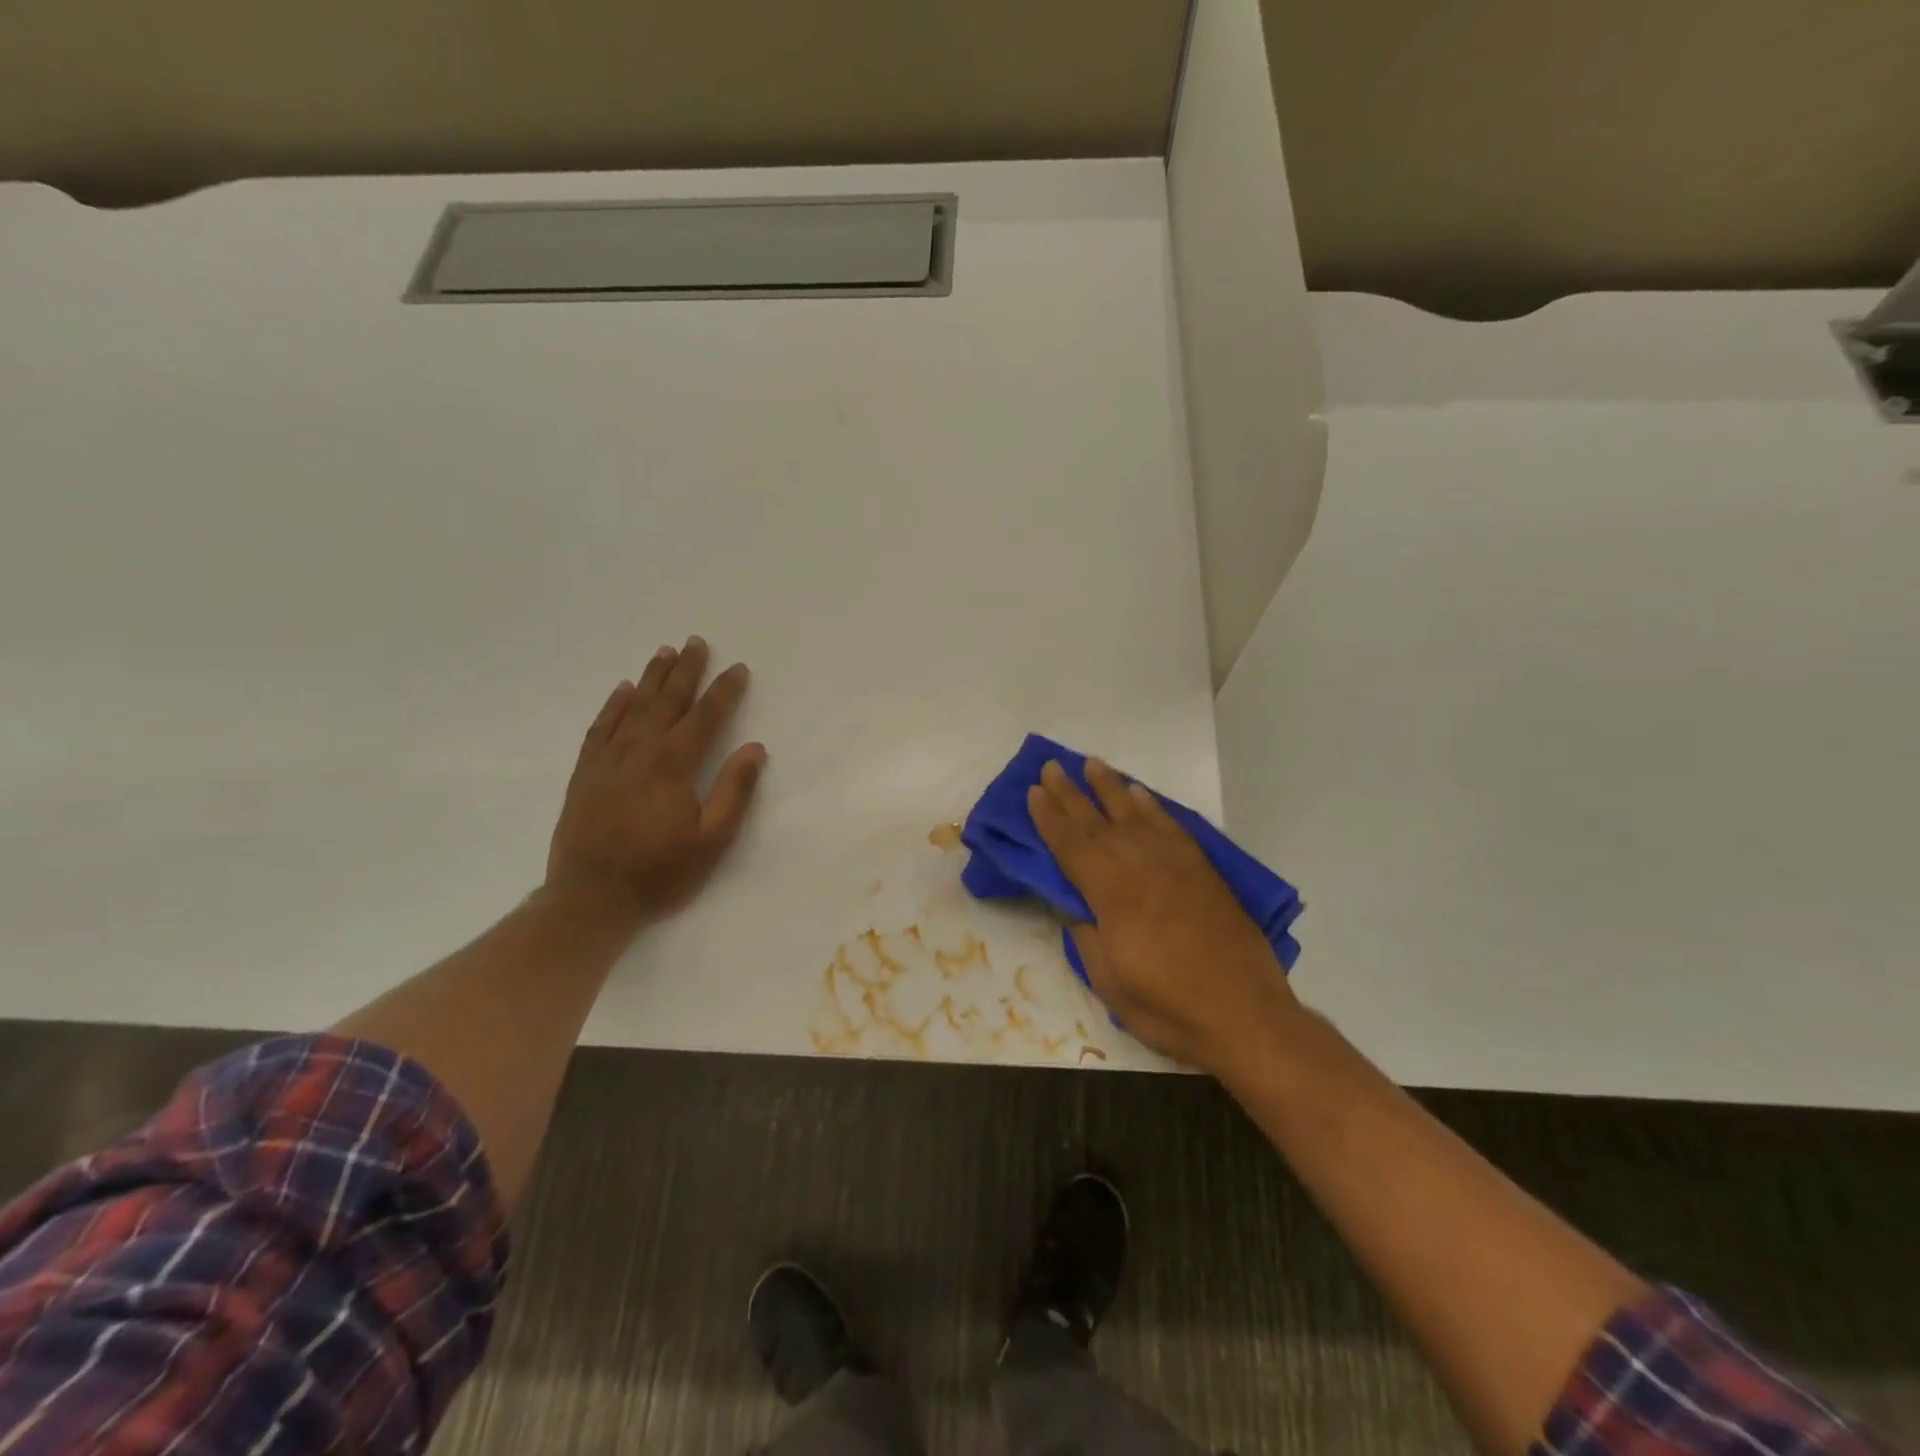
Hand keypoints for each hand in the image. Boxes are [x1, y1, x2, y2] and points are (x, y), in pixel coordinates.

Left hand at [545, 636, 766, 924]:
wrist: (589, 899)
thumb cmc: (660, 873)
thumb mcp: (712, 840)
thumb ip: (734, 791)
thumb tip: (754, 749)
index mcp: (674, 766)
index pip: (705, 717)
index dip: (724, 691)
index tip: (738, 669)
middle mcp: (640, 752)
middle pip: (667, 701)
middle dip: (685, 671)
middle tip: (696, 642)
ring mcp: (608, 760)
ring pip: (633, 707)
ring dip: (652, 678)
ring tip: (665, 652)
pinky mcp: (585, 773)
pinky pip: (601, 727)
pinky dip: (614, 705)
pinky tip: (623, 690)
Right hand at [1028, 758, 1302, 1076]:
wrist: (1245, 1013)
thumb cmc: (1168, 1006)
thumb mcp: (1109, 981)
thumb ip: (1087, 937)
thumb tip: (1075, 908)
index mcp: (1111, 893)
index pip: (1070, 846)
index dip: (1049, 818)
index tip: (1034, 791)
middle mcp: (1140, 866)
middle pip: (1097, 821)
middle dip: (1070, 793)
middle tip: (1051, 766)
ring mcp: (1174, 863)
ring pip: (1134, 813)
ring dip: (1109, 787)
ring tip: (1091, 764)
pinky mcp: (1202, 870)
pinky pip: (1171, 826)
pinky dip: (1152, 807)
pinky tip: (1141, 795)